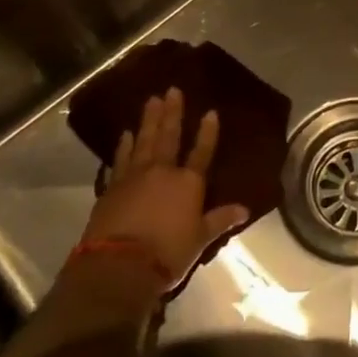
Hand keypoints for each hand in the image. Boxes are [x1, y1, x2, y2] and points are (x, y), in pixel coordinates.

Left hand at [78, 87, 250, 289]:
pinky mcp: (112, 188)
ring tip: (151, 100)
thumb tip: (245, 209)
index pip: (202, 152)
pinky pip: (120, 160)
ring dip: (148, 120)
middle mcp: (163, 172)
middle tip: (172, 90)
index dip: (207, 132)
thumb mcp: (200, 240)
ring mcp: (135, 177)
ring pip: (144, 141)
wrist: (119, 267)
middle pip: (169, 137)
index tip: (210, 112)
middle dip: (172, 113)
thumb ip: (220, 220)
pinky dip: (123, 146)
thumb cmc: (167, 254)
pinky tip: (125, 134)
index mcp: (188, 183)